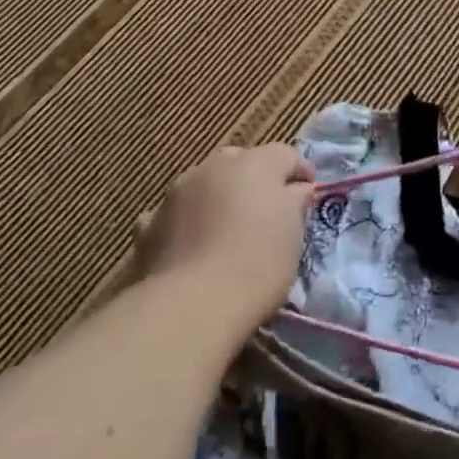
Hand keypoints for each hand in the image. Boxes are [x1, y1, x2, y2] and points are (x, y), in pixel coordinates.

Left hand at [136, 145, 314, 326]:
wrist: (192, 304)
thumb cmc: (258, 262)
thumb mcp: (294, 235)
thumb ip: (296, 203)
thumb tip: (297, 190)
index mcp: (255, 163)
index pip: (285, 154)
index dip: (299, 171)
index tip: (308, 194)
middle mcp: (214, 167)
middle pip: (240, 161)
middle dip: (253, 179)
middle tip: (265, 209)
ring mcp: (177, 193)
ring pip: (203, 184)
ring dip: (216, 197)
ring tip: (225, 229)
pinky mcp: (149, 224)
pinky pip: (173, 214)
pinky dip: (183, 222)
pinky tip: (188, 245)